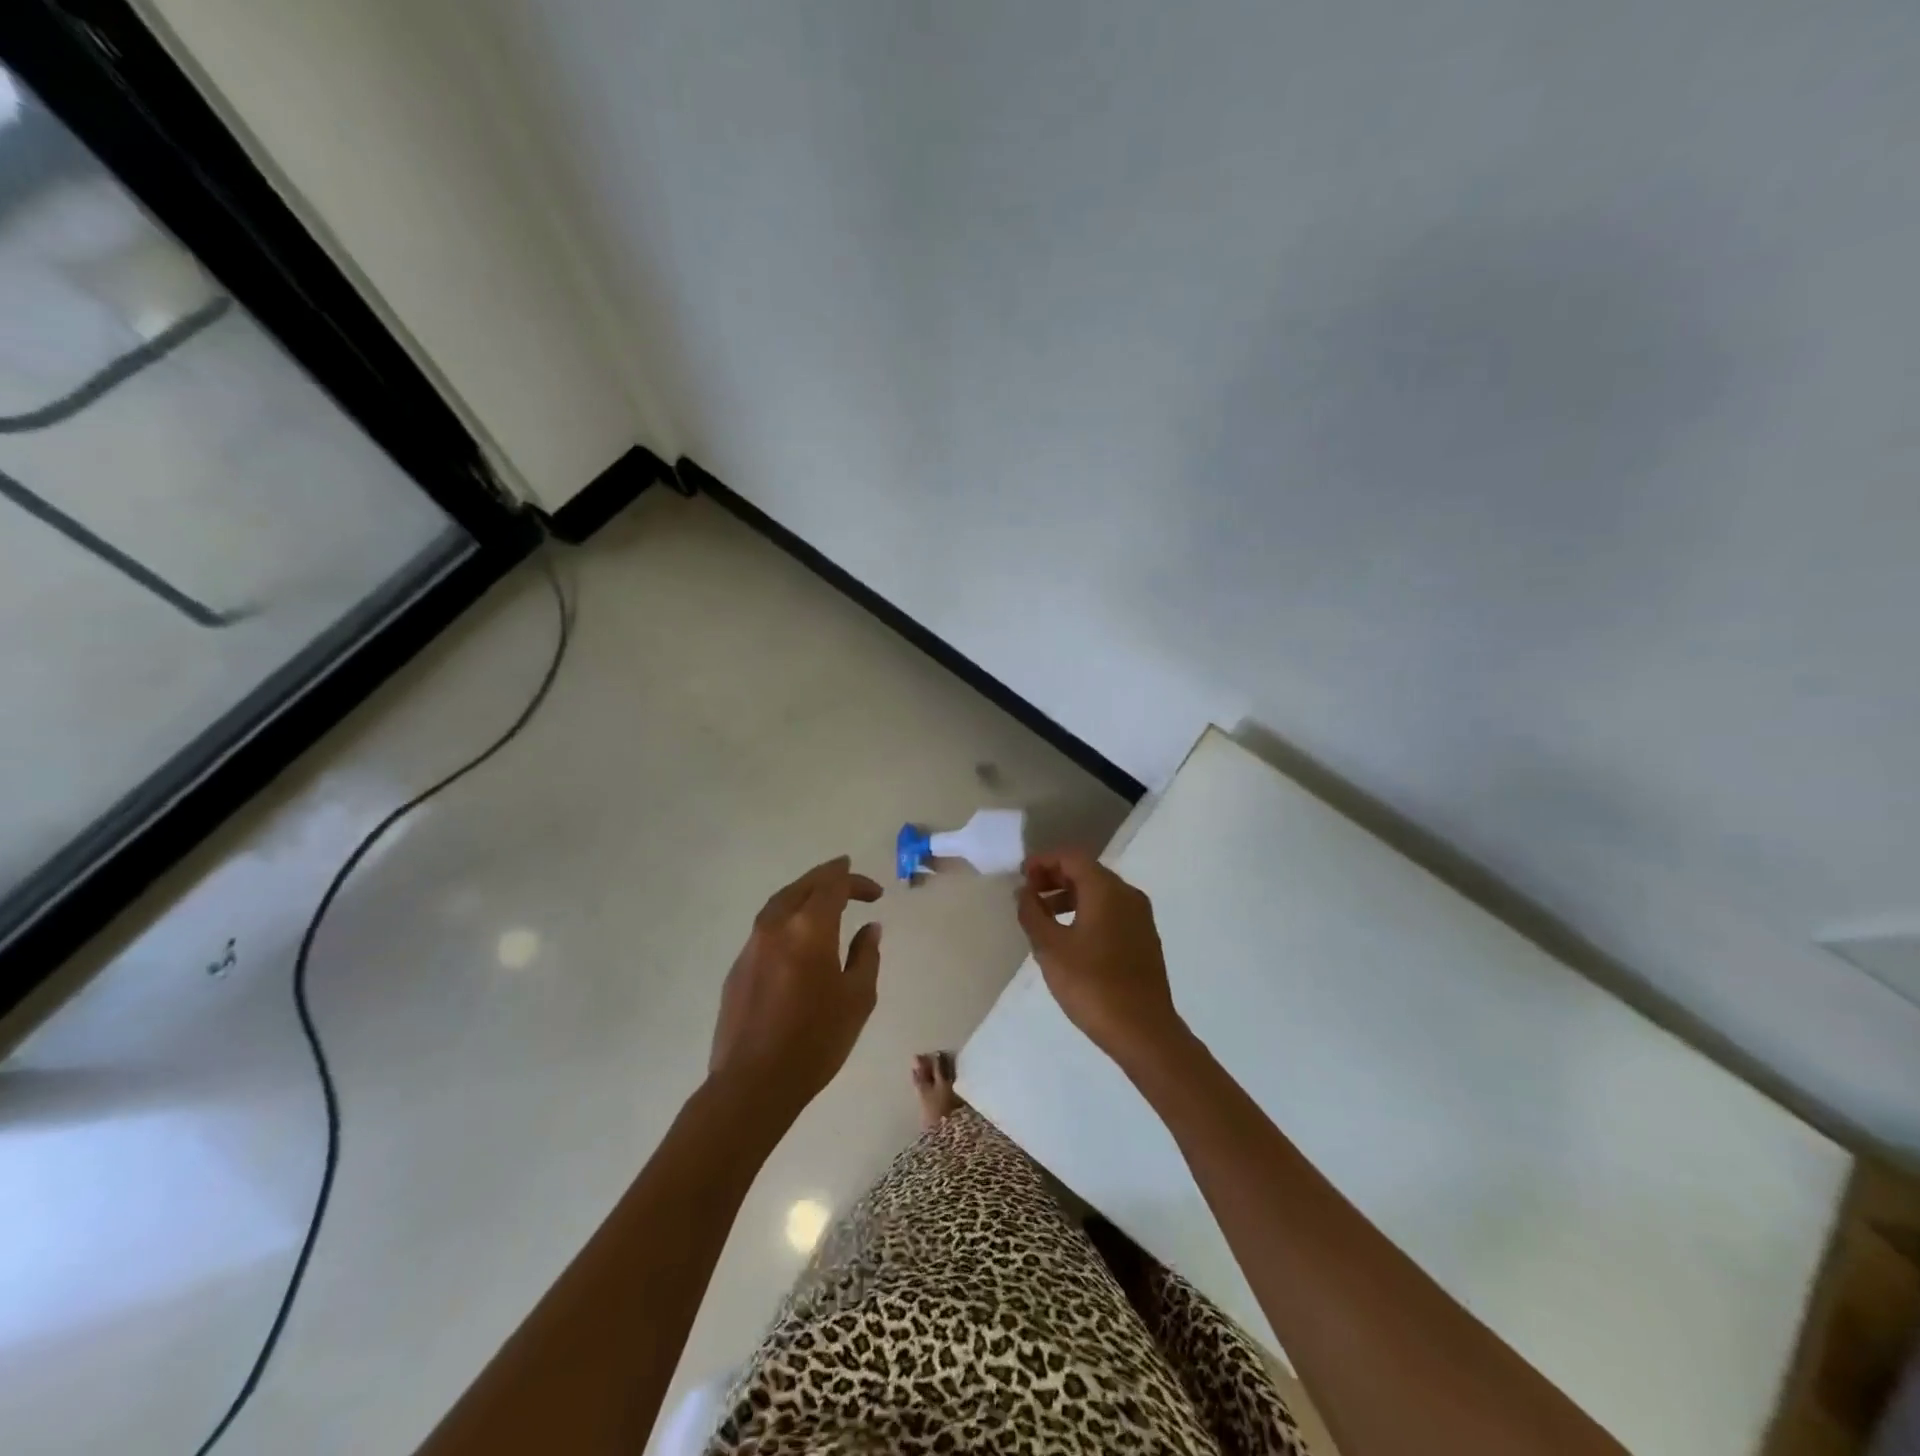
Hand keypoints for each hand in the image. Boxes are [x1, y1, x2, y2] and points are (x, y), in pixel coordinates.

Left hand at [710, 856, 883, 1119]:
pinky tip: (797, 934)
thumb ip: (866, 956)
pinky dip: (787, 916)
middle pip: (803, 886)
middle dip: (828, 876)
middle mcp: (776, 926)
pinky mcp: (738, 967)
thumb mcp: (857, 999)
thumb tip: (870, 929)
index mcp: (809, 929)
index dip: (856, 882)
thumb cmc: (815, 1041)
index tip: (876, 894)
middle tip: (847, 873)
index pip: (833, 886)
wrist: (752, 1083)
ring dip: (804, 893)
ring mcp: (752, 945)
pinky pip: (767, 926)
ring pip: (780, 902)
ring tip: (822, 896)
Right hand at [1015, 849, 1185, 1070]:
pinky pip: (1111, 911)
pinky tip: (1069, 936)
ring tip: (1042, 917)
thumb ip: (1032, 913)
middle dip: (1054, 877)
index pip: (1071, 857)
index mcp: (1106, 890)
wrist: (1144, 1031)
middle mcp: (1127, 895)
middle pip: (1087, 871)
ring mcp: (1140, 917)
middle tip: (1027, 894)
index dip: (1043, 861)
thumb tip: (1024, 892)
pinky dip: (1086, 911)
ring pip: (1099, 892)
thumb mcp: (1050, 948)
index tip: (1019, 877)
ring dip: (1069, 896)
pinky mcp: (1143, 938)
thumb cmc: (1092, 985)